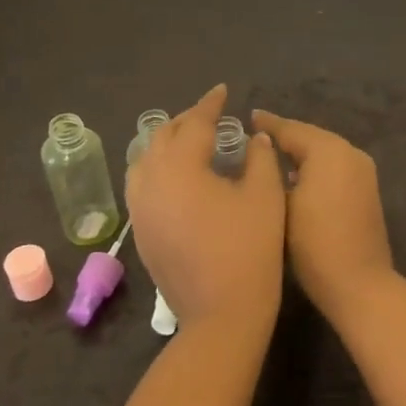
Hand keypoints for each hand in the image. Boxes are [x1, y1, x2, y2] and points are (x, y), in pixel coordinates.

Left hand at [126, 86, 284, 330]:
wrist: (221, 314)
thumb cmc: (249, 249)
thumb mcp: (265, 196)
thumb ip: (260, 158)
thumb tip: (254, 139)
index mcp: (179, 167)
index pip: (194, 123)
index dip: (210, 104)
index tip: (223, 91)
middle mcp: (150, 181)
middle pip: (162, 137)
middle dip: (186, 121)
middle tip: (211, 116)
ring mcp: (140, 209)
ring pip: (145, 160)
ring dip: (167, 144)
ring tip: (191, 141)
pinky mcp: (140, 232)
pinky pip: (142, 185)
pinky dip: (158, 169)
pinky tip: (178, 177)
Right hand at [251, 111, 395, 314]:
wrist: (359, 284)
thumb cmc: (314, 243)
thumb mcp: (282, 205)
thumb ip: (273, 173)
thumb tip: (267, 153)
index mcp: (330, 151)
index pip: (292, 130)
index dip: (268, 124)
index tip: (248, 117)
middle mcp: (351, 154)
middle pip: (312, 138)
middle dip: (285, 137)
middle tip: (255, 136)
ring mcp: (363, 173)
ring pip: (325, 153)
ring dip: (301, 153)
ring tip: (270, 157)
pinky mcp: (367, 192)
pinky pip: (335, 169)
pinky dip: (315, 168)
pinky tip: (295, 178)